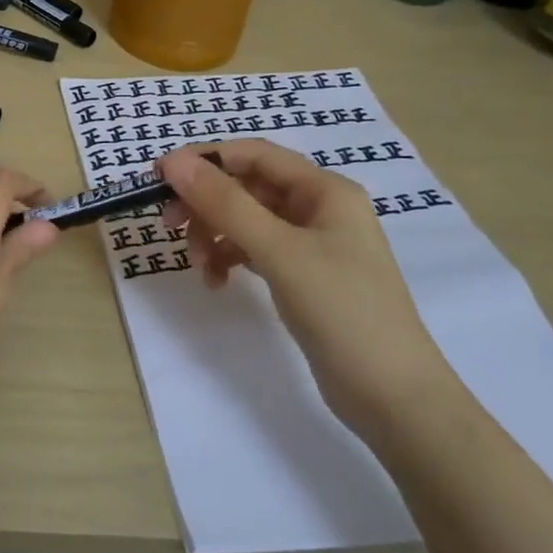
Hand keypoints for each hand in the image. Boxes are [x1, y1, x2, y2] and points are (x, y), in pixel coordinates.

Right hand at [157, 142, 451, 436]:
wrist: (393, 397)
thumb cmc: (342, 310)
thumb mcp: (279, 251)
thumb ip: (225, 203)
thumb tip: (173, 162)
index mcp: (324, 190)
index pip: (252, 155)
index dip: (204, 159)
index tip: (159, 177)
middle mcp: (318, 208)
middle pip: (245, 187)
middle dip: (206, 203)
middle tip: (169, 225)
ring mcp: (310, 243)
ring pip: (245, 220)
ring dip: (213, 234)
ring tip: (199, 266)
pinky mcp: (301, 275)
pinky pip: (253, 250)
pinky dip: (229, 258)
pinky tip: (217, 282)